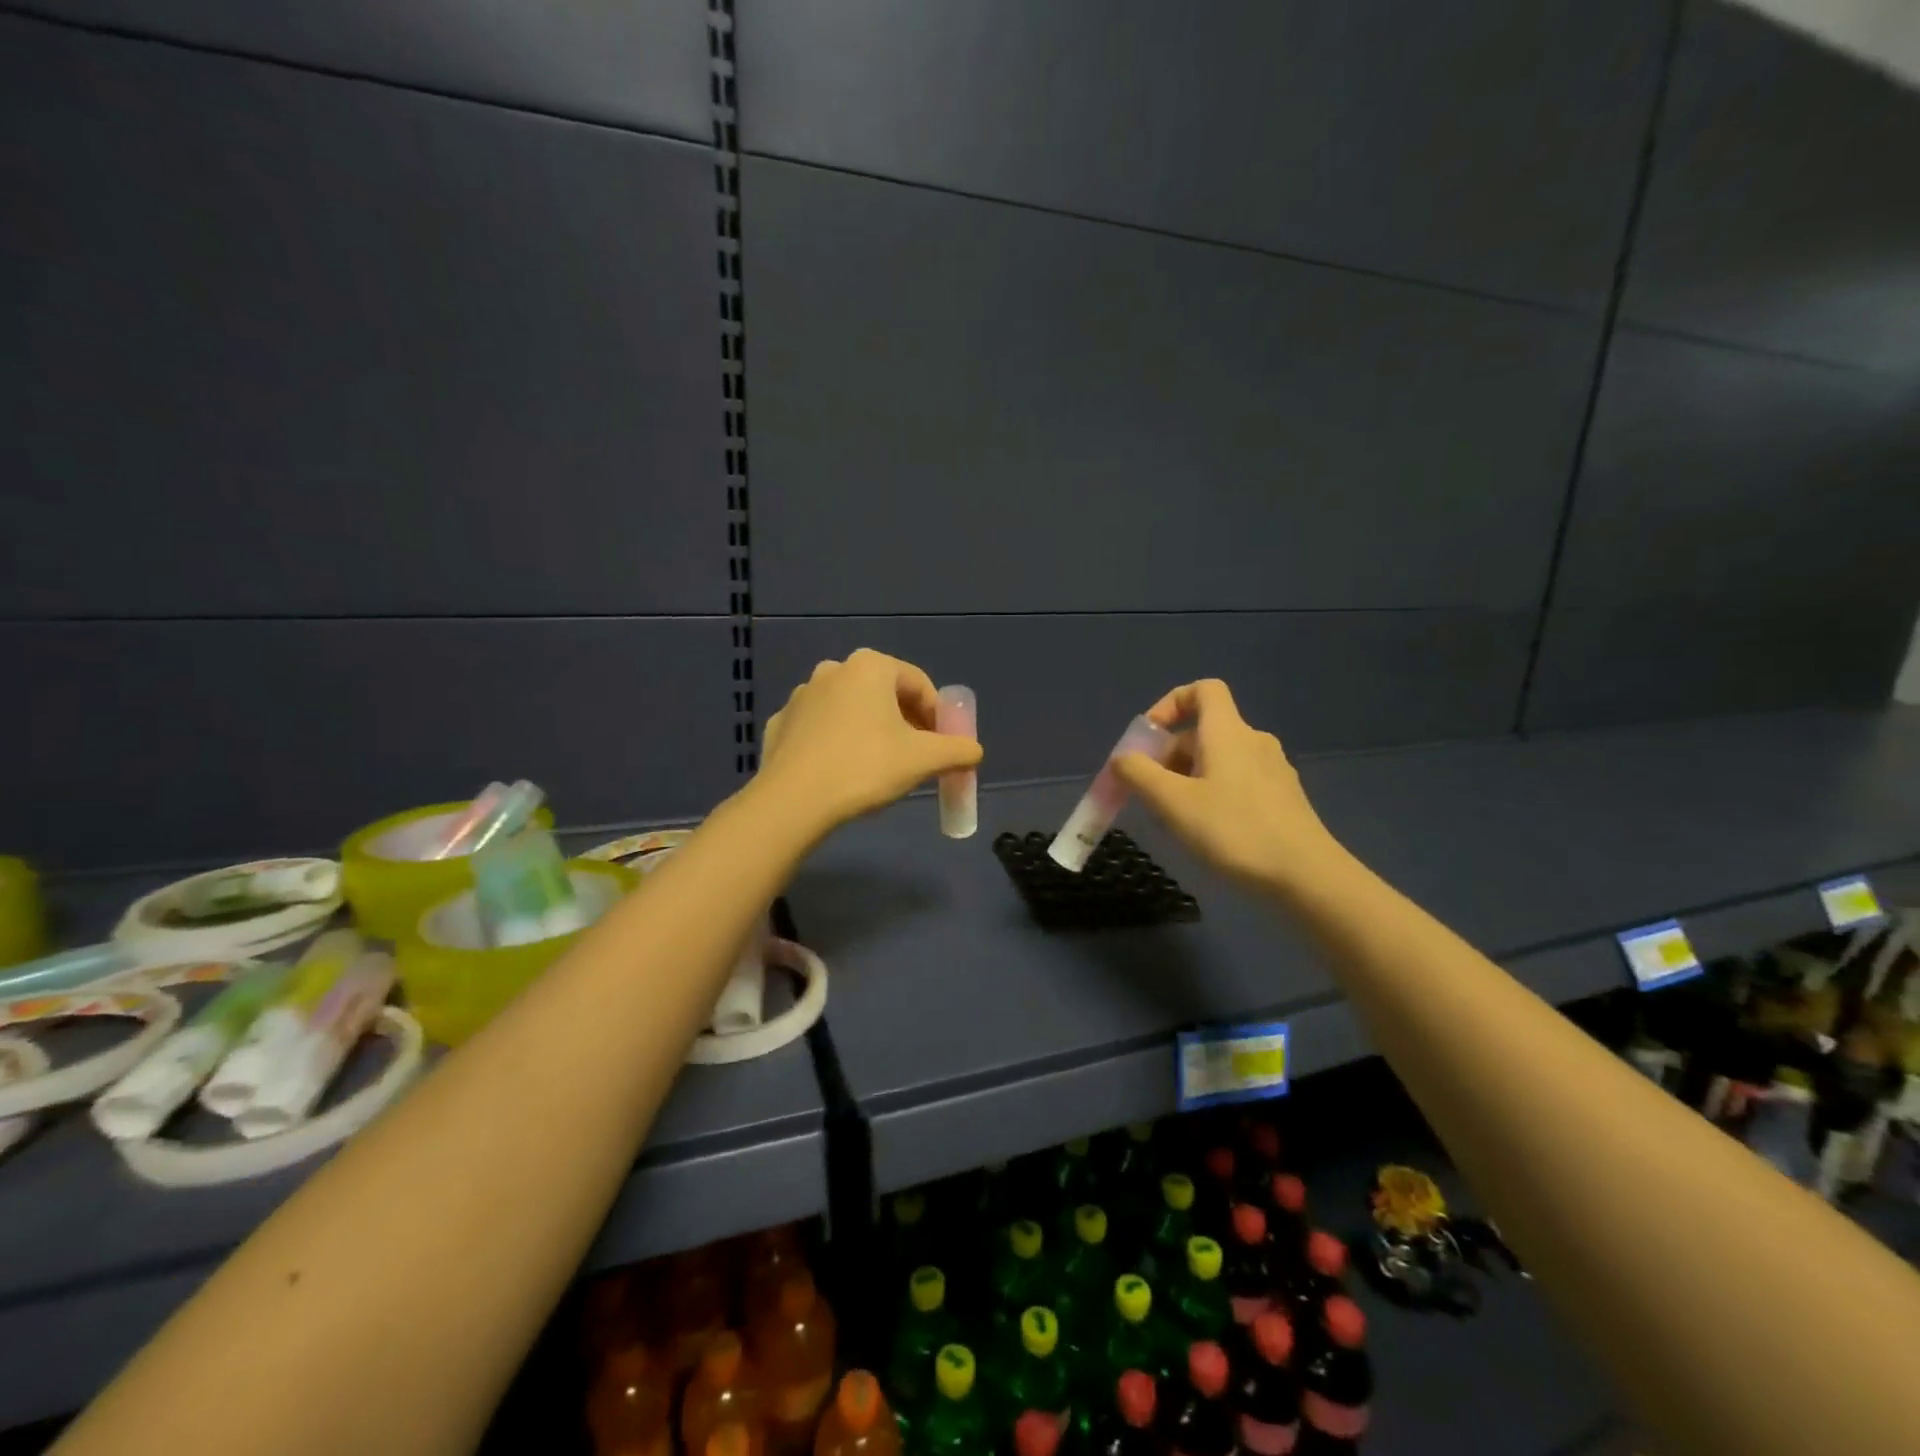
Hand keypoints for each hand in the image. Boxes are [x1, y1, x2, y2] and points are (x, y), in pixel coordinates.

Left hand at [758, 649, 982, 835]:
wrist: (793, 800)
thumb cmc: (865, 767)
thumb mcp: (924, 759)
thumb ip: (957, 750)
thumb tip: (974, 750)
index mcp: (870, 667)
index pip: (918, 684)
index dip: (937, 715)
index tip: (943, 745)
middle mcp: (834, 670)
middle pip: (883, 694)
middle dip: (905, 722)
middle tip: (916, 756)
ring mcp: (801, 695)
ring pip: (850, 709)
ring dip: (870, 730)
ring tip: (878, 767)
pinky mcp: (780, 723)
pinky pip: (820, 728)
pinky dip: (836, 742)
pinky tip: (841, 772)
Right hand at [1111, 679, 1346, 894]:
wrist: (1306, 875)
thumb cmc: (1233, 830)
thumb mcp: (1172, 802)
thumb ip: (1139, 774)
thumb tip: (1121, 758)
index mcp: (1228, 732)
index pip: (1203, 690)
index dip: (1170, 704)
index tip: (1149, 737)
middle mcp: (1253, 741)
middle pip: (1203, 731)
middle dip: (1169, 755)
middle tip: (1150, 793)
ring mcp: (1272, 770)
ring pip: (1218, 759)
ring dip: (1188, 778)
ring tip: (1173, 818)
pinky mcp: (1282, 797)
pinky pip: (1237, 781)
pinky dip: (1212, 793)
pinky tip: (1207, 831)